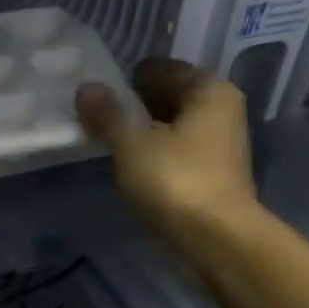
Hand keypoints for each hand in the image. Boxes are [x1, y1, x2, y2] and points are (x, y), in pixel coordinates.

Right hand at [76, 59, 259, 256]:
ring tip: (109, 140)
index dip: (131, 77)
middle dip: (137, 103)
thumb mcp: (132, 144)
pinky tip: (130, 164)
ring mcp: (220, 144)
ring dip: (144, 130)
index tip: (100, 89)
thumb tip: (86, 87)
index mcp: (209, 90)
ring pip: (174, 125)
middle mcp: (222, 110)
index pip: (164, 69)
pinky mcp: (211, 174)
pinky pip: (176, 150)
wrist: (215, 238)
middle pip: (171, 96)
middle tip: (99, 114)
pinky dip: (154, 152)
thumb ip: (108, 115)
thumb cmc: (175, 181)